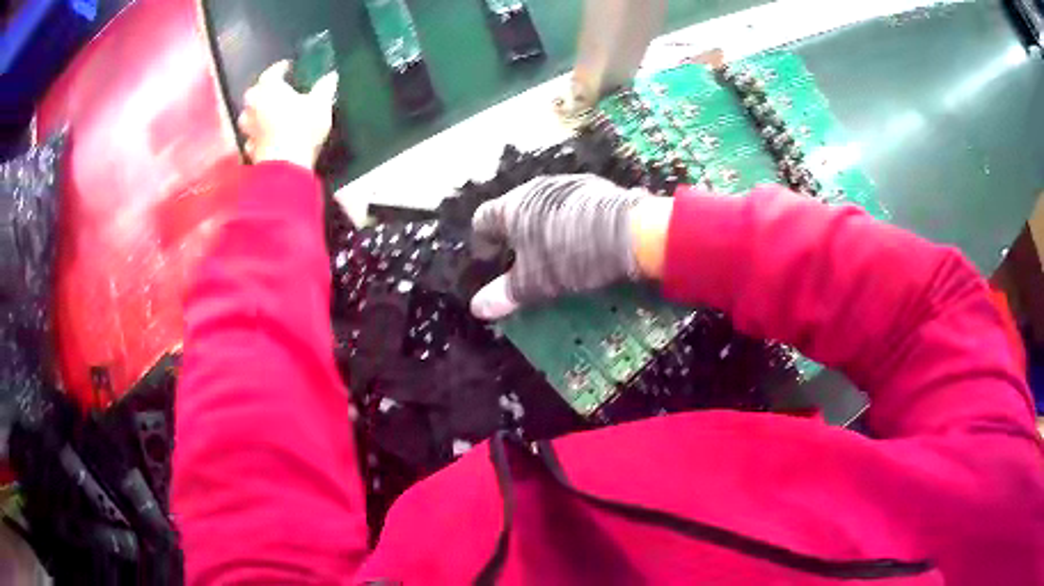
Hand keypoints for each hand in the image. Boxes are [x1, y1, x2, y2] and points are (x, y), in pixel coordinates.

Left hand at [237, 60, 338, 169]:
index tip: (289, 67)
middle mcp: (253, 105)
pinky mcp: (250, 148)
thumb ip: (324, 88)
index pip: (272, 72)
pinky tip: (267, 137)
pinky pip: (252, 136)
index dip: (281, 68)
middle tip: (278, 93)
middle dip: (265, 92)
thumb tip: (331, 76)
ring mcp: (248, 129)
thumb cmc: (301, 126)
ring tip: (269, 115)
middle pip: (256, 94)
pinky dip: (258, 135)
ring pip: (250, 116)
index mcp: (268, 88)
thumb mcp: (320, 104)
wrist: (285, 165)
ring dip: (258, 114)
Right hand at [470, 175, 672, 319]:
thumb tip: (477, 308)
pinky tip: (584, 239)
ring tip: (555, 252)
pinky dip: (569, 221)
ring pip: (544, 206)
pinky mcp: (593, 186)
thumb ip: (504, 294)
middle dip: (515, 235)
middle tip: (523, 261)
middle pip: (514, 210)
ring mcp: (566, 184)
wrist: (630, 231)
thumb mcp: (535, 283)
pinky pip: (570, 205)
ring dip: (543, 226)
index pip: (482, 219)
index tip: (491, 260)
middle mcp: (535, 189)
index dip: (483, 241)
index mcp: (512, 207)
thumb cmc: (570, 256)